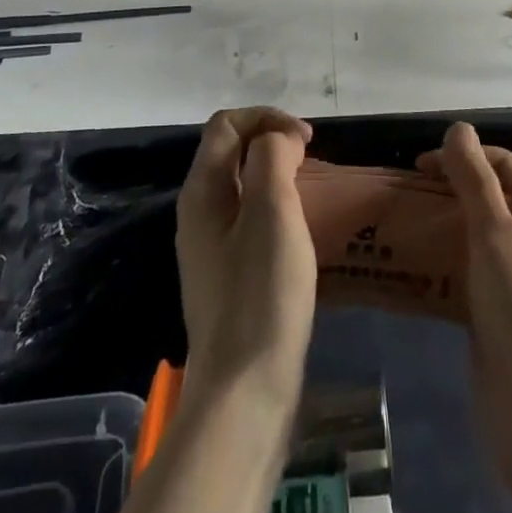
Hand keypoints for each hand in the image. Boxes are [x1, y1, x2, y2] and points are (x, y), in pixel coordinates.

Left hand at [176, 108, 316, 401]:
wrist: (244, 393)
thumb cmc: (261, 294)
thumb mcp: (272, 211)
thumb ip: (272, 157)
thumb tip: (278, 139)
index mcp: (202, 192)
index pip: (227, 124)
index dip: (267, 119)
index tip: (307, 142)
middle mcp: (199, 213)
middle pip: (232, 152)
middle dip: (273, 143)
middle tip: (313, 163)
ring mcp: (211, 248)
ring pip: (243, 187)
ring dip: (277, 176)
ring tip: (312, 191)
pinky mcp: (229, 277)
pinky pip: (250, 220)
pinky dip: (276, 208)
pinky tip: (301, 232)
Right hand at [418, 122, 511, 512]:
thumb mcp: (498, 238)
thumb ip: (475, 182)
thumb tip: (457, 129)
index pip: (501, 165)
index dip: (460, 158)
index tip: (415, 169)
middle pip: (486, 202)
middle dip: (445, 195)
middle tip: (398, 200)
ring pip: (472, 243)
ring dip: (438, 234)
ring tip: (394, 232)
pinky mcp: (498, 322)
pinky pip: (465, 282)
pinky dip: (439, 273)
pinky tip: (406, 276)